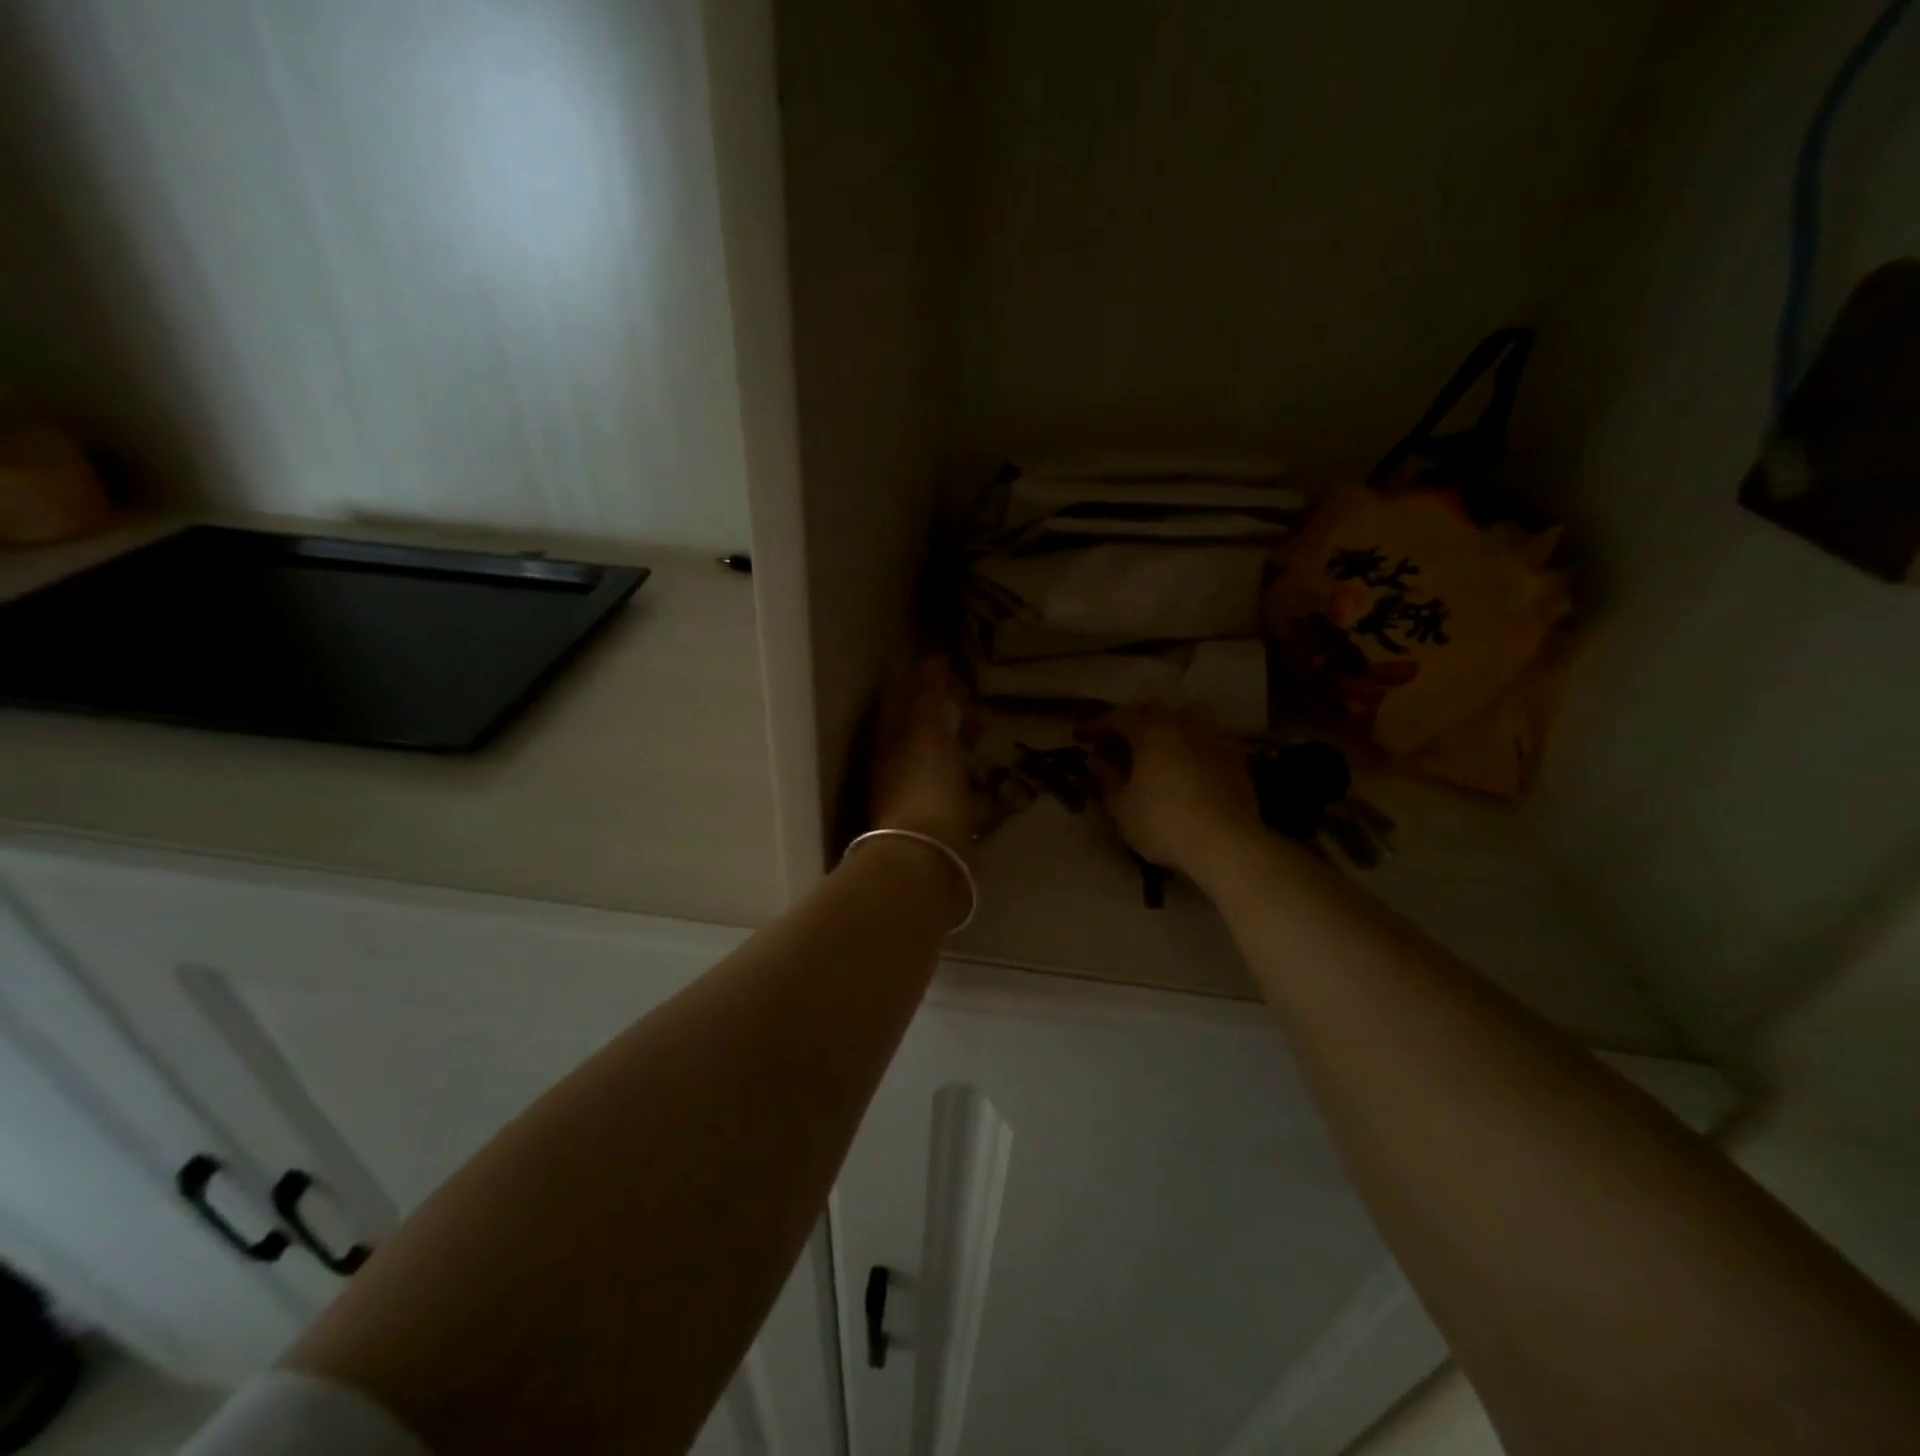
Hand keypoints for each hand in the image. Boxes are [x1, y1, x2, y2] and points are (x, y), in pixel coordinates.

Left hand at [866, 656, 976, 857]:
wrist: (926, 856)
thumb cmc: (925, 784)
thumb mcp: (925, 732)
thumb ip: (927, 697)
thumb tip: (930, 661)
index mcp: (887, 742)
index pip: (899, 701)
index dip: (918, 681)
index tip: (943, 665)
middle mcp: (894, 767)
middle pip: (917, 729)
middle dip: (941, 708)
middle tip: (969, 692)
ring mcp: (914, 795)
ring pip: (936, 756)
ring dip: (958, 737)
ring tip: (987, 723)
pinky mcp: (937, 822)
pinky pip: (952, 787)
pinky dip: (968, 774)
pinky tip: (988, 774)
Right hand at [1079, 705, 1263, 885]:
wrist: (1228, 844)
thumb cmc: (1165, 824)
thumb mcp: (1122, 807)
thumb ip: (1106, 778)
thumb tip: (1095, 759)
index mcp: (1151, 731)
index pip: (1116, 718)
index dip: (1095, 725)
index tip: (1079, 736)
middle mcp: (1183, 725)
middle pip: (1153, 710)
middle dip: (1131, 721)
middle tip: (1116, 741)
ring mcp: (1214, 738)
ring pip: (1188, 715)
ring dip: (1169, 723)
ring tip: (1158, 745)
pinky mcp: (1236, 758)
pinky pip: (1210, 737)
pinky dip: (1193, 743)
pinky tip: (1189, 763)